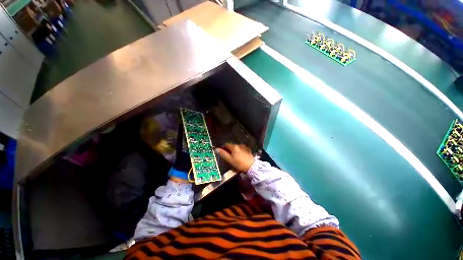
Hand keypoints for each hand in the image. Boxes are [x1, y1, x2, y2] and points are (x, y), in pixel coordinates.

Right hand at [215, 143, 254, 171]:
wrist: (251, 166)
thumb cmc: (239, 164)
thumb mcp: (230, 160)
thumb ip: (223, 154)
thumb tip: (216, 149)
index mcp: (234, 147)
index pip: (226, 144)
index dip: (223, 147)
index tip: (222, 152)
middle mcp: (239, 145)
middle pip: (231, 146)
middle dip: (228, 150)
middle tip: (228, 156)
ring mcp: (244, 147)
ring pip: (236, 147)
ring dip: (234, 151)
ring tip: (234, 157)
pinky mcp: (248, 150)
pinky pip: (241, 149)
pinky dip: (239, 151)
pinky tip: (240, 157)